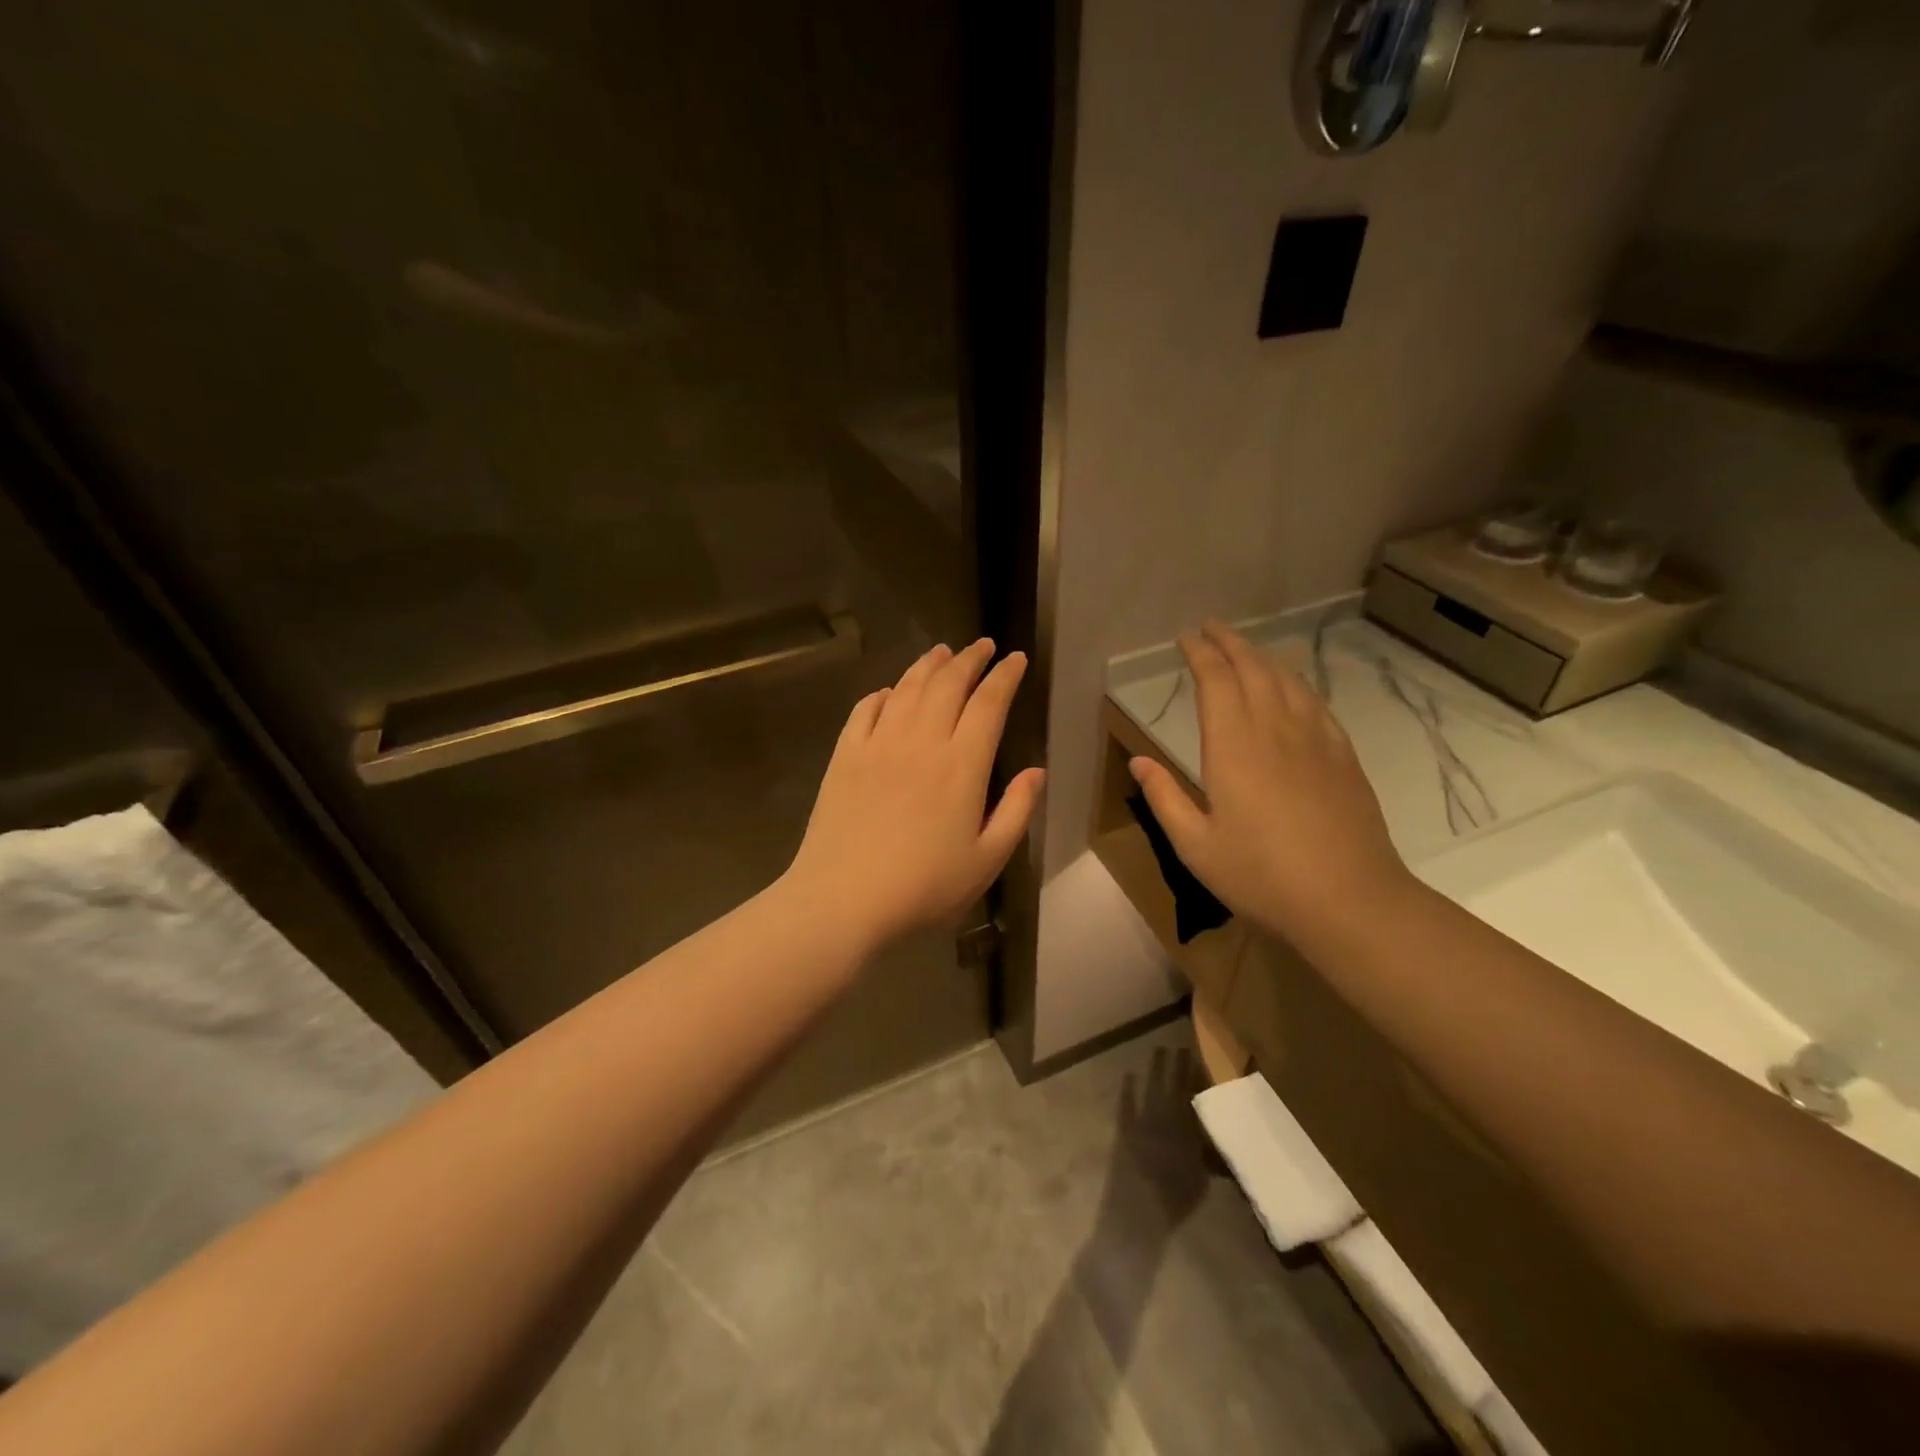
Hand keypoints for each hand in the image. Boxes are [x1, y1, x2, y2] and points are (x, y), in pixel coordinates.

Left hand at [784, 639, 1045, 953]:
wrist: (843, 900)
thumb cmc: (923, 887)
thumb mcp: (986, 860)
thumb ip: (1016, 811)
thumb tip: (1036, 772)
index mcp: (961, 765)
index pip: (988, 703)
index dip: (1005, 676)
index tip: (1016, 658)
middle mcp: (921, 741)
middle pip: (948, 683)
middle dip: (970, 658)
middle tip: (984, 645)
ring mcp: (878, 744)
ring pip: (906, 688)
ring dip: (928, 665)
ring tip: (942, 652)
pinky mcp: (844, 756)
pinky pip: (864, 710)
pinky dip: (881, 694)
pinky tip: (888, 692)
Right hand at [1127, 622, 1410, 944]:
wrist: (1349, 899)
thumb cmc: (1260, 875)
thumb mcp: (1195, 845)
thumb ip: (1164, 798)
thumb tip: (1138, 762)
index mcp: (1232, 745)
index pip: (1215, 680)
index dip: (1199, 653)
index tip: (1185, 638)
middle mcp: (1274, 728)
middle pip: (1253, 668)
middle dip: (1229, 642)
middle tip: (1211, 629)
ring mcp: (1315, 739)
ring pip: (1287, 680)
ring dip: (1262, 657)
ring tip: (1245, 651)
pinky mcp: (1343, 755)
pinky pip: (1316, 703)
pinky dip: (1296, 684)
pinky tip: (1292, 690)